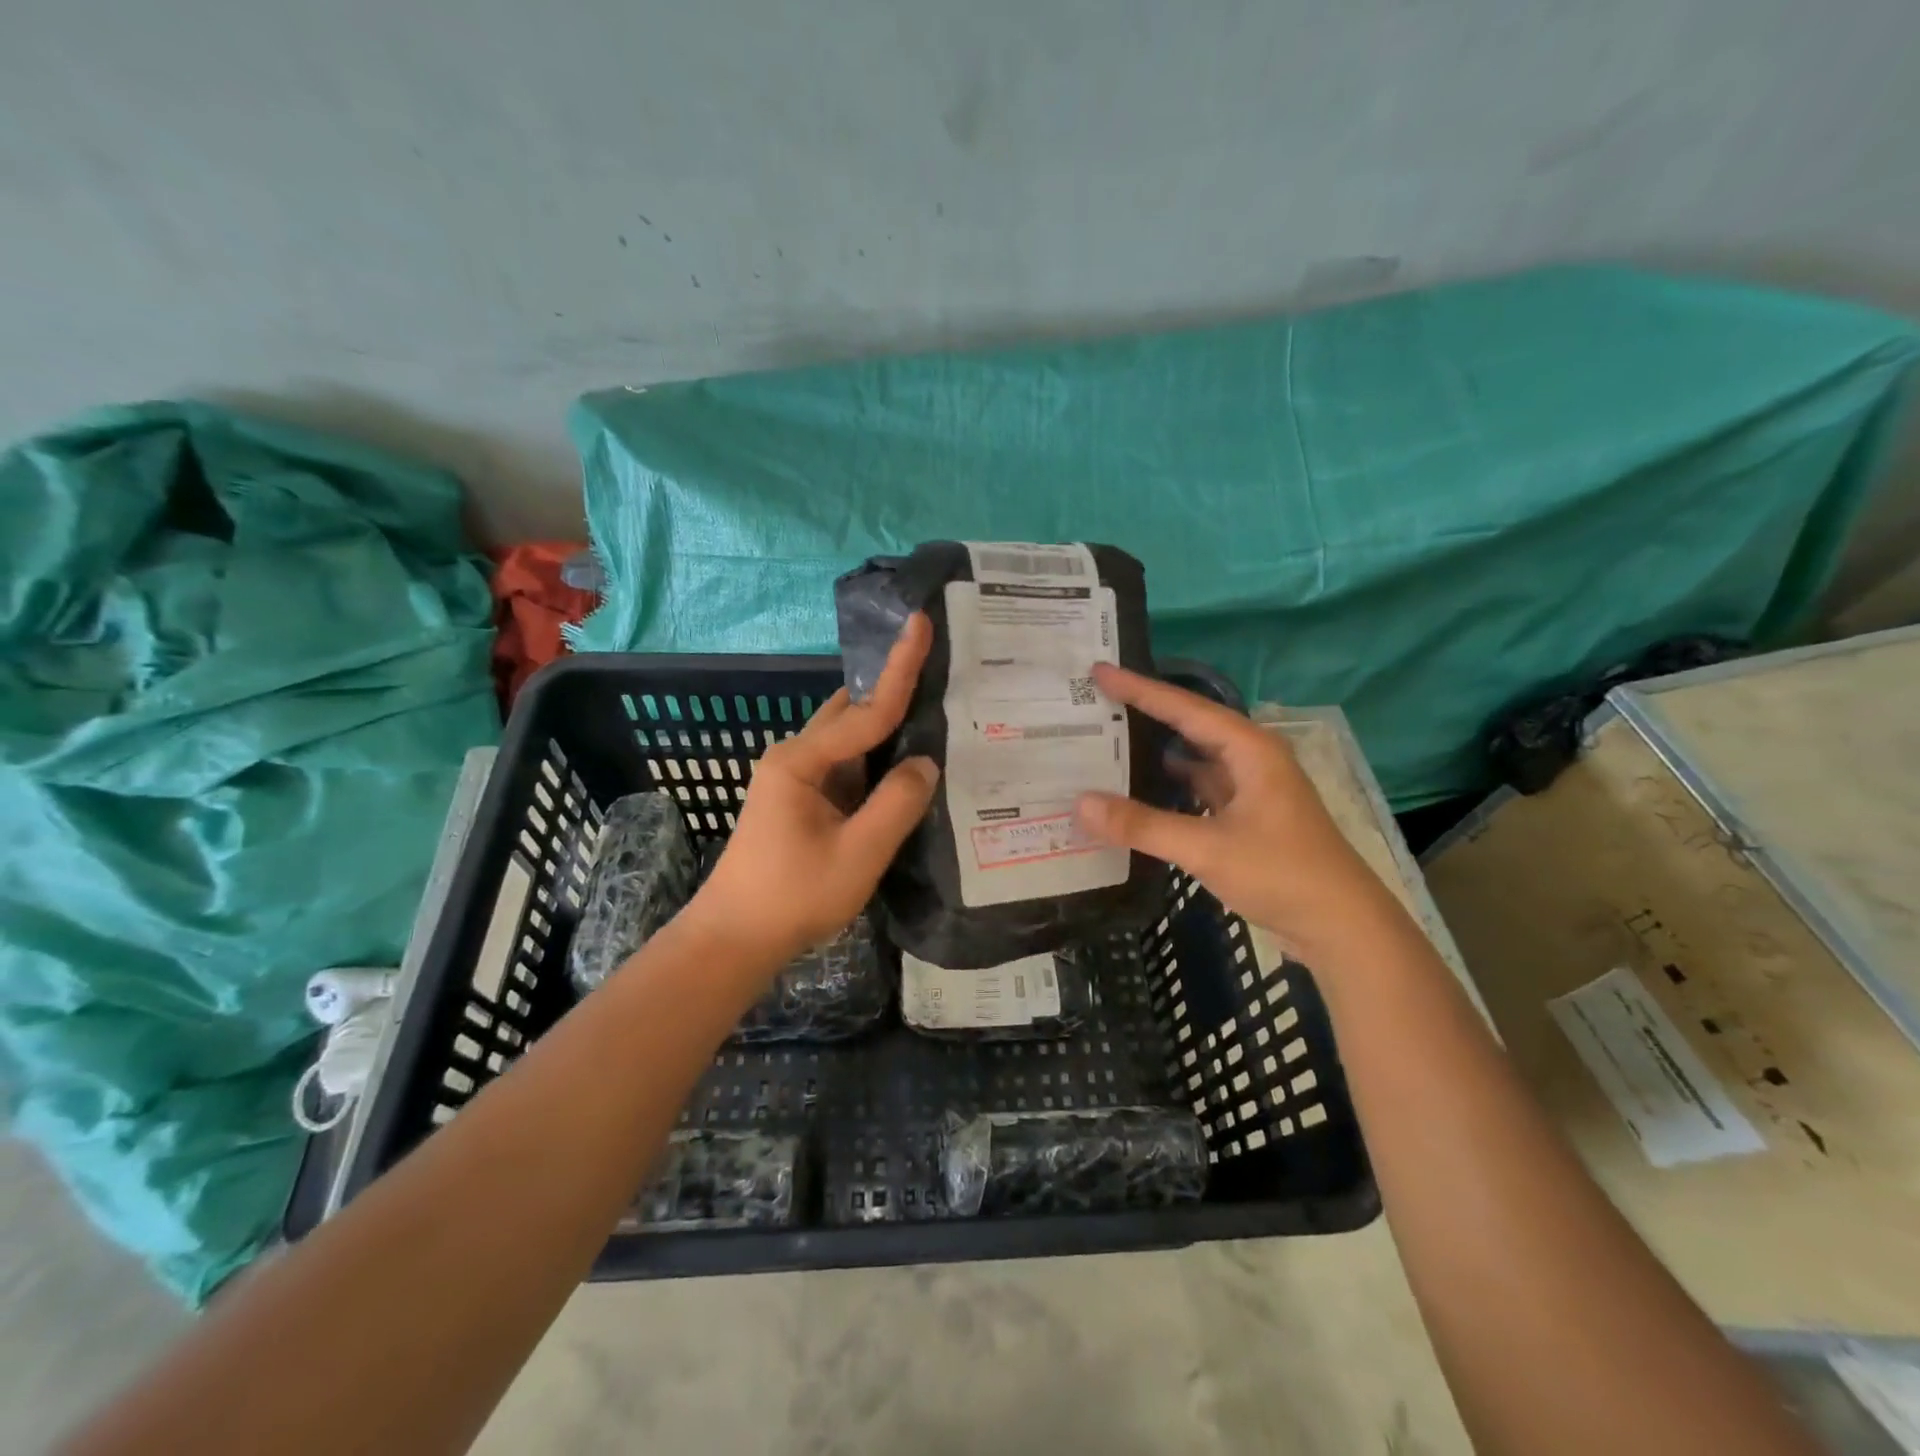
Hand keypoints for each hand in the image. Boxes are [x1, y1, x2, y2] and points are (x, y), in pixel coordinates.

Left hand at [687, 614, 938, 968]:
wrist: (735, 939)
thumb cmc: (792, 896)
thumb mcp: (858, 854)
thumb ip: (897, 803)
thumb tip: (925, 762)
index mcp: (802, 760)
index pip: (866, 710)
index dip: (901, 668)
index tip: (920, 622)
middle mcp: (796, 757)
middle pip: (854, 711)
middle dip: (893, 686)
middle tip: (940, 663)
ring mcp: (797, 778)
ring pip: (851, 739)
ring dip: (887, 723)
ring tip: (935, 704)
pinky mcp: (804, 799)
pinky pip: (848, 765)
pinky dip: (878, 757)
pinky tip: (908, 760)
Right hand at [1074, 664, 1396, 962]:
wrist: (1344, 927)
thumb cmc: (1283, 875)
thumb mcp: (1208, 848)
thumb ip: (1143, 825)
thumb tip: (1079, 804)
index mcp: (1250, 750)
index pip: (1185, 708)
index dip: (1139, 689)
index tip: (1099, 672)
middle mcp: (1251, 760)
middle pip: (1189, 727)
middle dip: (1145, 714)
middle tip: (1098, 703)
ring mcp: (1251, 791)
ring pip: (1194, 761)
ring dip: (1155, 754)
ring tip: (1108, 745)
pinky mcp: (1247, 819)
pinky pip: (1199, 791)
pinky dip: (1169, 789)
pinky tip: (1139, 795)